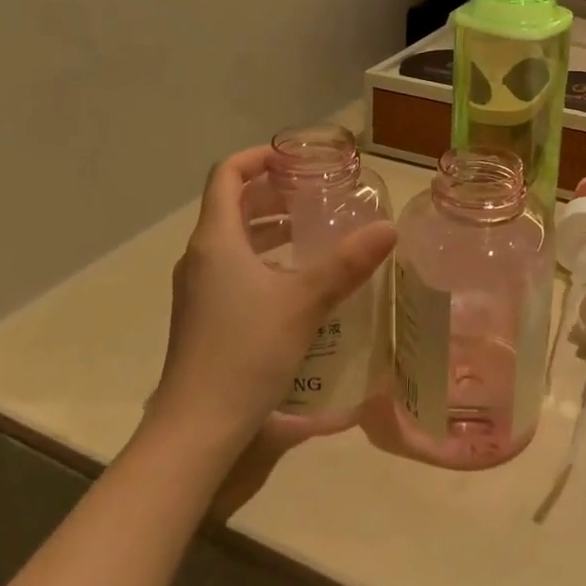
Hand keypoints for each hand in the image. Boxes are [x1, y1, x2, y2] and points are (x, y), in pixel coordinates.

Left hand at [151, 147, 395, 450]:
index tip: (296, 160)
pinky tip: (296, 281)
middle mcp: (201, 256)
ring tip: (311, 231)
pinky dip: (263, 258)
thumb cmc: (246, 351)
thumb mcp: (304, 302)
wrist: (196, 428)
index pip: (227, 175)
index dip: (258, 157)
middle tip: (316, 194)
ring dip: (269, 227)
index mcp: (216, 240)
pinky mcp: (204, 316)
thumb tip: (389, 229)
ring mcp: (198, 289)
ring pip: (233, 240)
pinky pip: (233, 268)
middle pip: (231, 205)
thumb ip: (347, 263)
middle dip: (272, 193)